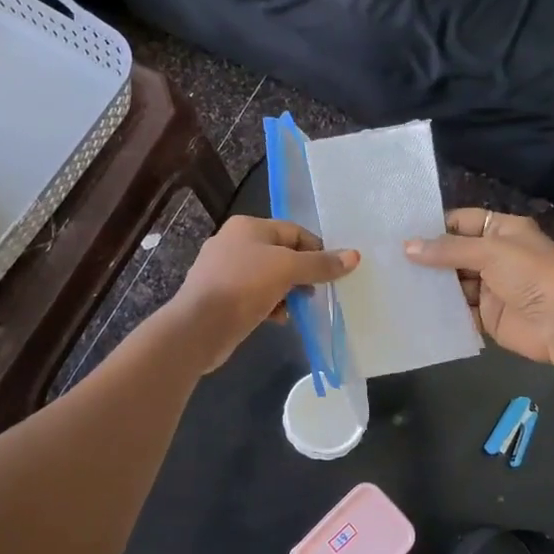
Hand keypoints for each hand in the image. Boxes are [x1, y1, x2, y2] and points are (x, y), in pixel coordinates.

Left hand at [168, 216, 358, 373]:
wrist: (198, 327)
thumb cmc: (244, 286)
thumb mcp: (288, 270)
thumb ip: (321, 264)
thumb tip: (354, 256)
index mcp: (248, 227)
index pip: (294, 231)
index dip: (317, 250)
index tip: (333, 272)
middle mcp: (234, 242)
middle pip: (281, 254)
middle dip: (302, 273)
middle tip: (318, 291)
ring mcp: (224, 270)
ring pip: (268, 277)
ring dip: (287, 291)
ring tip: (299, 307)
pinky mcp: (220, 297)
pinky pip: (254, 296)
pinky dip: (270, 304)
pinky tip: (279, 319)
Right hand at [405, 209, 553, 364]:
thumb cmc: (531, 275)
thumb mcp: (490, 252)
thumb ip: (447, 249)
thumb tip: (407, 247)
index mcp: (503, 230)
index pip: (463, 222)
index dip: (435, 226)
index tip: (401, 233)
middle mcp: (497, 256)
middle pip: (455, 253)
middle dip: (428, 257)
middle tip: (390, 260)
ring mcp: (492, 287)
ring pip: (455, 282)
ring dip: (432, 284)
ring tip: (395, 283)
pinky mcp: (488, 315)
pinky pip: (459, 309)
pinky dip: (442, 309)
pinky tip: (414, 307)